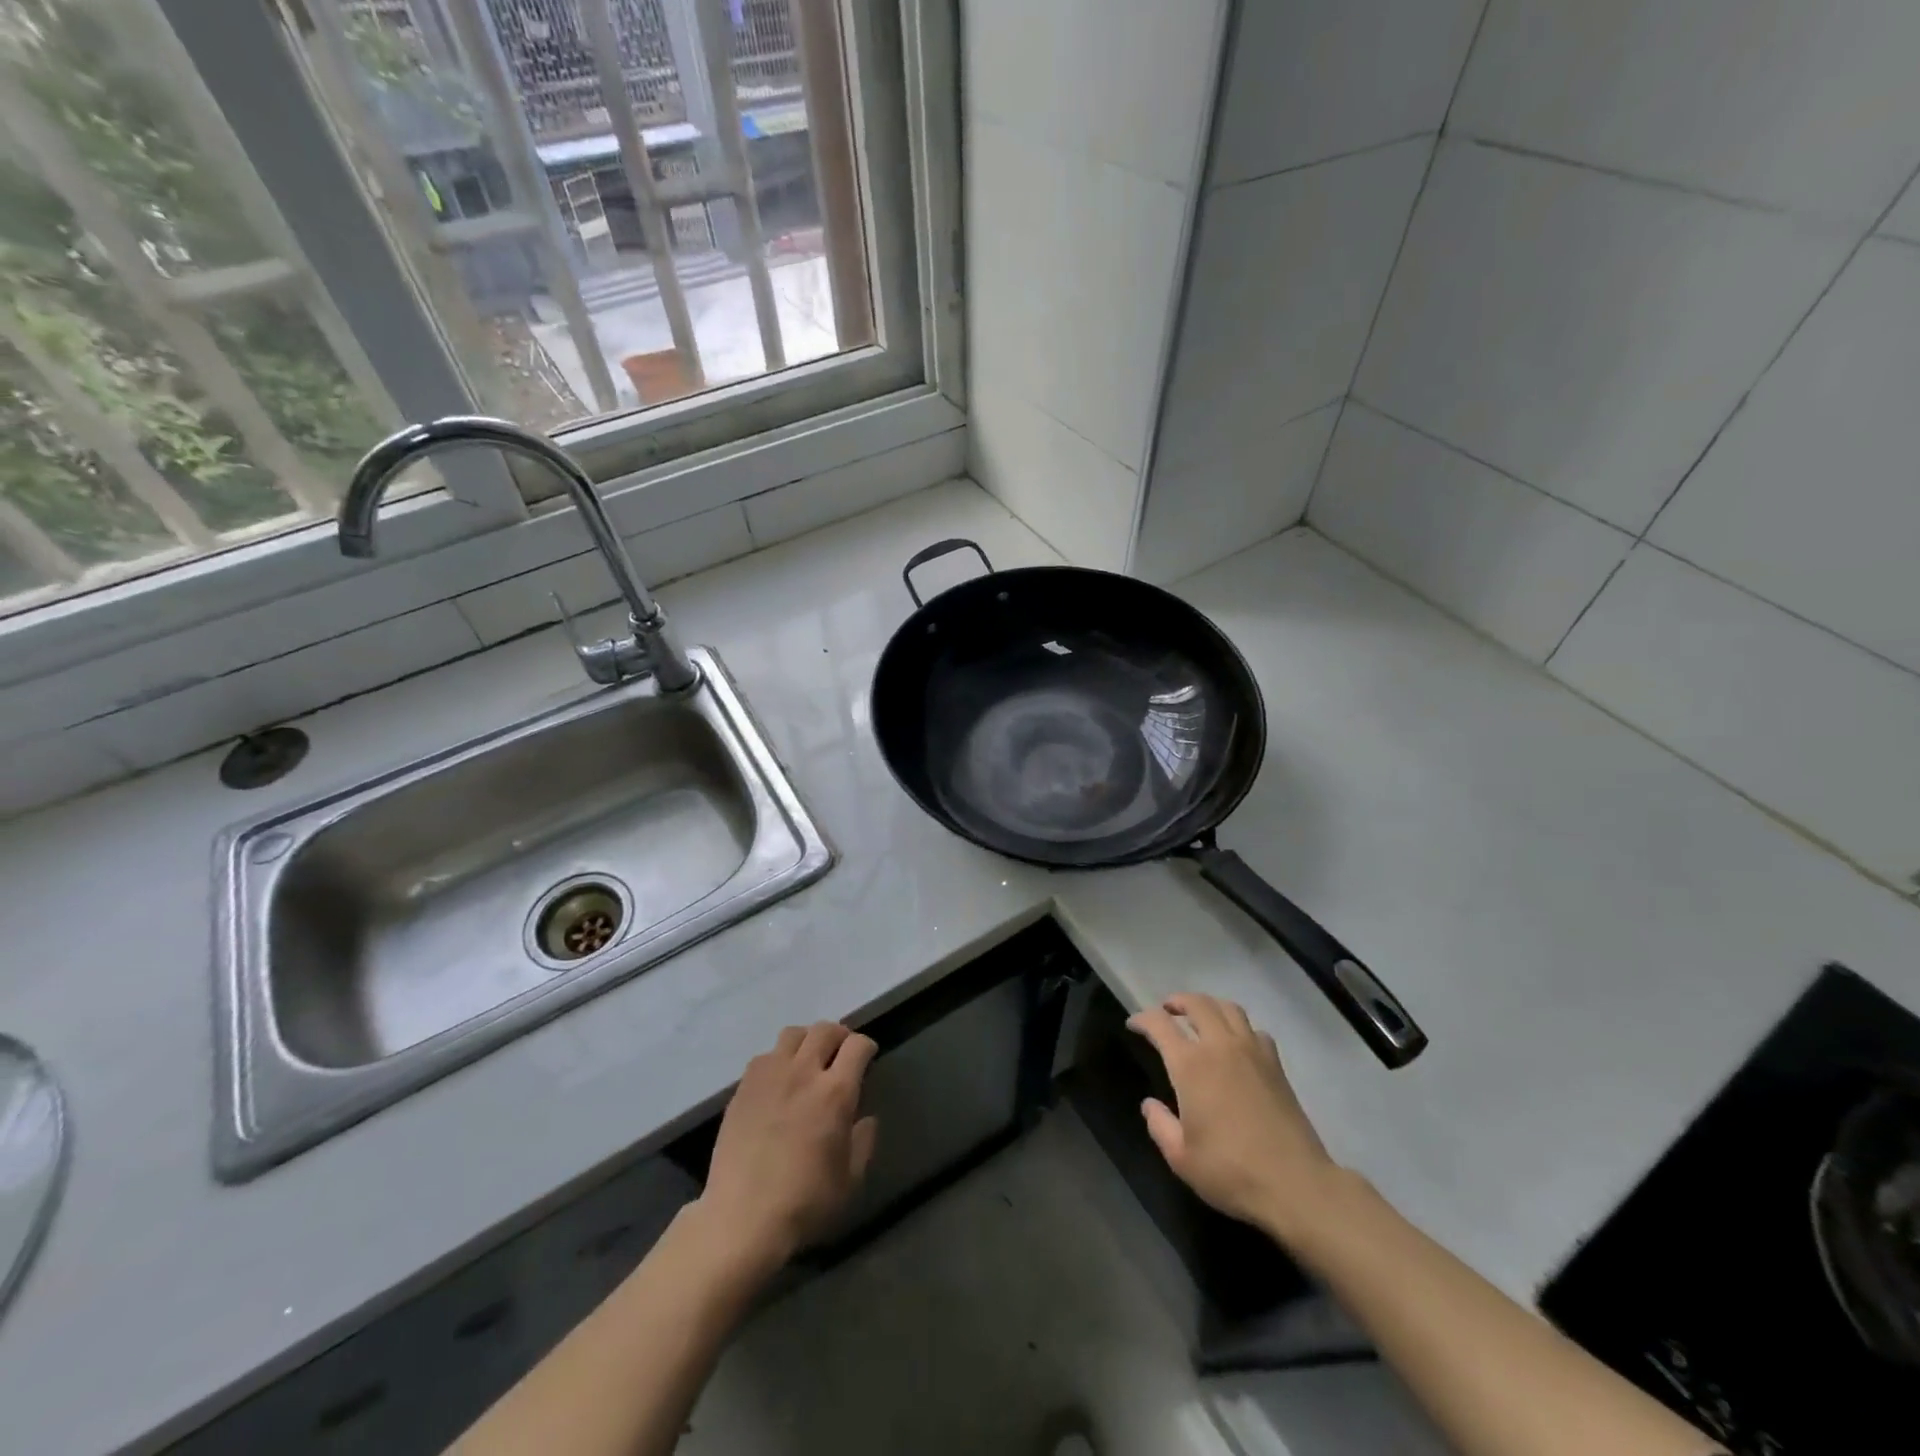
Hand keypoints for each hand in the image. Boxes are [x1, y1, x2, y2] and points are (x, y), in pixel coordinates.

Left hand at [695, 1022, 878, 1272]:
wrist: (742, 1219)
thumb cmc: (804, 1203)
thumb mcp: (850, 1181)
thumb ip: (864, 1142)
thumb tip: (865, 1119)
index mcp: (835, 1093)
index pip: (857, 1045)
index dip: (866, 1046)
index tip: (868, 1057)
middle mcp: (803, 1073)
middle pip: (825, 1029)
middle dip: (839, 1035)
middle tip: (841, 1052)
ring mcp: (769, 1076)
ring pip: (793, 1034)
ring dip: (807, 1040)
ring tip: (809, 1059)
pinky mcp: (743, 1088)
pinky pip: (765, 1056)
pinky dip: (778, 1059)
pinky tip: (778, 1081)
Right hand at [1128, 993, 1343, 1241]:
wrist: (1295, 1184)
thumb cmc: (1231, 1171)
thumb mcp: (1181, 1158)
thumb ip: (1160, 1125)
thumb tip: (1150, 1105)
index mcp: (1191, 1065)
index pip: (1160, 1024)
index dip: (1142, 1019)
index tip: (1133, 1024)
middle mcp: (1220, 1047)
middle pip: (1197, 1003)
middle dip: (1177, 1001)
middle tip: (1166, 1010)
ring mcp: (1252, 1052)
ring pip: (1228, 1008)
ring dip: (1209, 1006)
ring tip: (1199, 1017)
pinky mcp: (1276, 1065)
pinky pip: (1254, 1029)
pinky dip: (1239, 1026)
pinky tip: (1236, 1043)